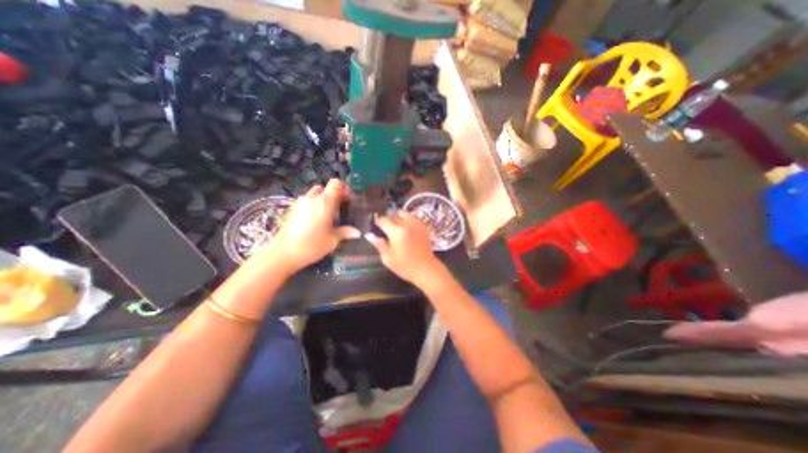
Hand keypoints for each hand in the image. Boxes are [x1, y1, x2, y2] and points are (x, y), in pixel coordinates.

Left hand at [254, 179, 359, 271]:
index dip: (343, 188)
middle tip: (339, 209)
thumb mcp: (333, 240)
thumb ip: (345, 232)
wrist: (284, 253)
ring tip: (327, 217)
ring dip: (322, 201)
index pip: (335, 183)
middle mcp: (312, 199)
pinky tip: (315, 222)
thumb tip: (357, 232)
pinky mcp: (292, 210)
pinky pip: (306, 203)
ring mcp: (300, 203)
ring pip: (314, 195)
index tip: (348, 199)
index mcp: (325, 202)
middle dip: (333, 196)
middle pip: (324, 188)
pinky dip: (313, 207)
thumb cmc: (312, 245)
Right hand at [366, 211, 440, 282]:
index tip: (376, 229)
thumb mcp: (388, 258)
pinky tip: (405, 229)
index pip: (383, 220)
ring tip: (396, 228)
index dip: (378, 223)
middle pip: (393, 215)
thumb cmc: (405, 266)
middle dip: (387, 221)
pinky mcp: (423, 226)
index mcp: (397, 232)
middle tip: (385, 231)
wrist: (426, 269)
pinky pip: (412, 217)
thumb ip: (379, 244)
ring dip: (397, 218)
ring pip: (403, 213)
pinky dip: (407, 220)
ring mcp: (416, 224)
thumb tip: (370, 235)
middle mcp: (407, 224)